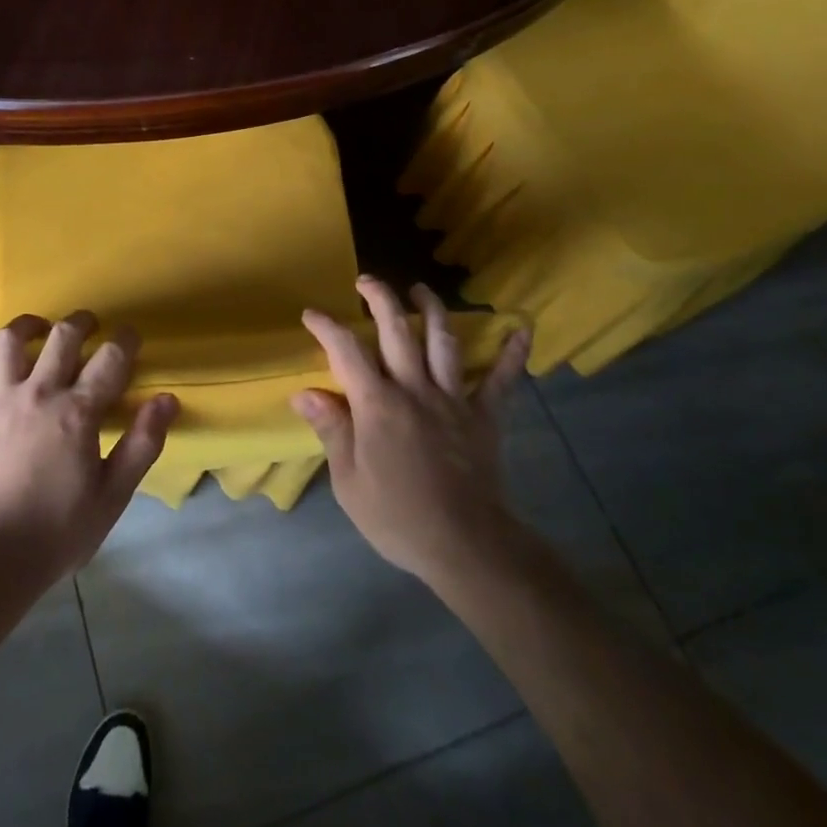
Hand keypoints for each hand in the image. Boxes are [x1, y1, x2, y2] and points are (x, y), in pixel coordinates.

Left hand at [0, 312, 178, 596]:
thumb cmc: (57, 532)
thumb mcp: (112, 496)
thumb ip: (142, 444)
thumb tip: (167, 399)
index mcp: (77, 412)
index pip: (110, 359)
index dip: (125, 340)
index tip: (130, 337)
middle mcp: (38, 393)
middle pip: (62, 337)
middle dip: (81, 323)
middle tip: (89, 326)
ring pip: (9, 342)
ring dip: (27, 326)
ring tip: (37, 328)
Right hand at [295, 278, 531, 586]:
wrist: (465, 546)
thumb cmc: (398, 516)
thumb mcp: (349, 481)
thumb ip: (331, 430)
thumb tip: (304, 393)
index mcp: (377, 403)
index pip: (345, 351)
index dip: (326, 327)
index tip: (311, 314)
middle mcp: (414, 388)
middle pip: (396, 330)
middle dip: (380, 298)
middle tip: (367, 281)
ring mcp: (452, 399)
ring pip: (442, 341)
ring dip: (432, 309)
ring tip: (421, 289)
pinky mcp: (484, 417)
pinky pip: (501, 381)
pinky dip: (512, 355)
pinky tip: (522, 329)